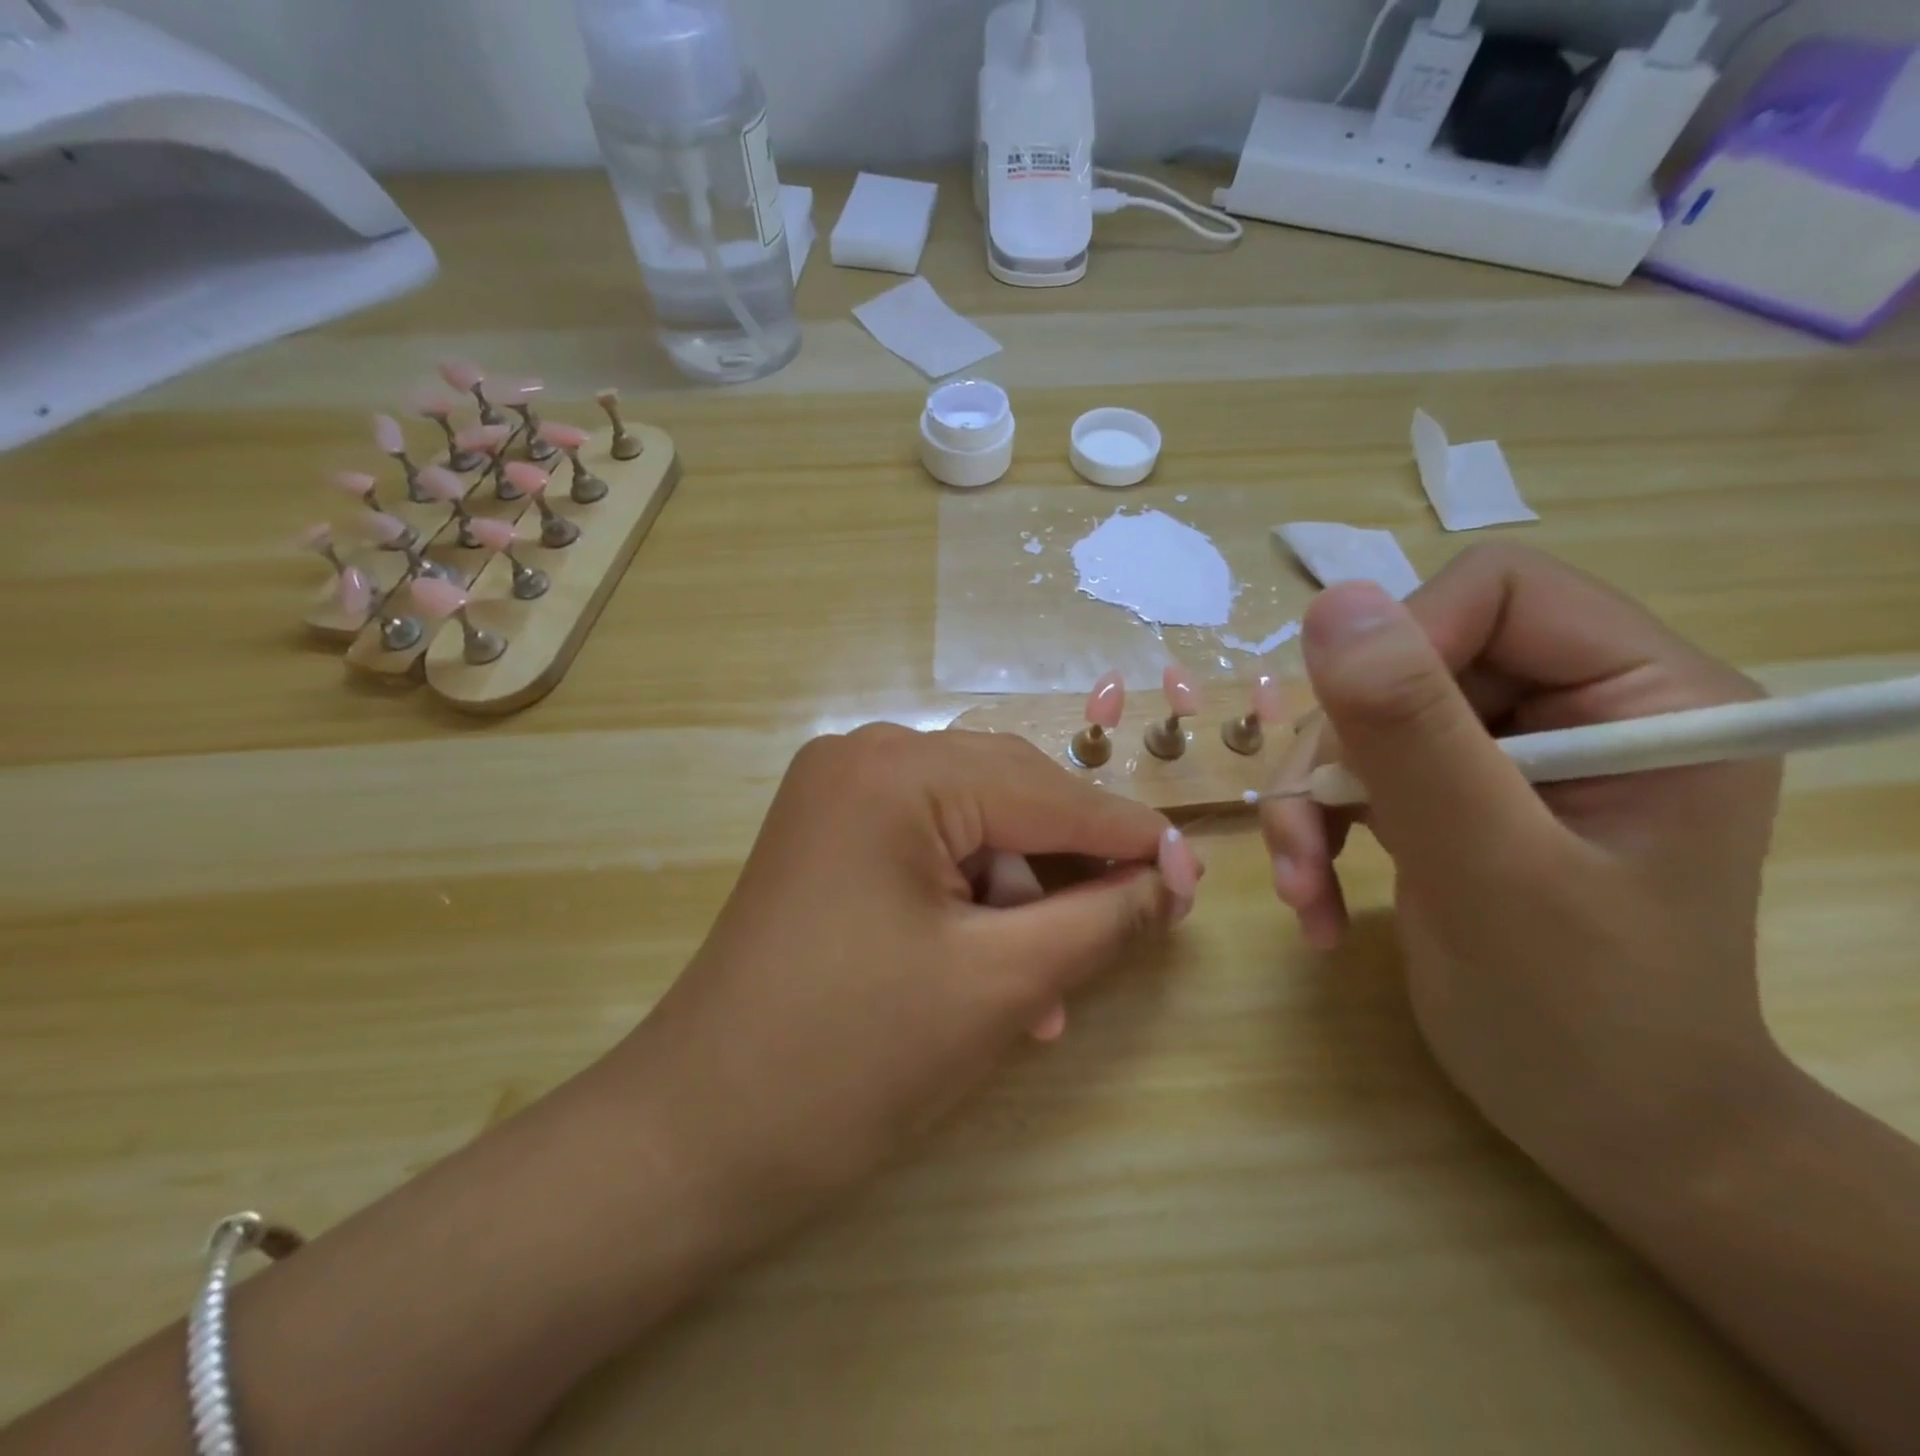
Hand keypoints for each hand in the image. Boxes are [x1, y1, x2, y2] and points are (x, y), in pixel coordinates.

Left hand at [616, 726, 1201, 1232]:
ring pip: (971, 828)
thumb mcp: (1000, 984)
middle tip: (1141, 921)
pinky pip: (927, 851)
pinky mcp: (827, 841)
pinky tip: (999, 971)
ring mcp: (836, 797)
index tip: (1196, 877)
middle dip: (1073, 866)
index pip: (1046, 792)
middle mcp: (862, 758)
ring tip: (1051, 987)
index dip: (1128, 837)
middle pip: (1008, 797)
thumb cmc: (853, 1058)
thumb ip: (1101, 920)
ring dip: (1022, 898)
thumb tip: (1171, 882)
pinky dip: (972, 902)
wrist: (696, 1136)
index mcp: (896, 772)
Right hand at [1262, 545, 1786, 1182]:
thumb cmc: (1585, 1020)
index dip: (1401, 649)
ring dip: (1313, 802)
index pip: (1496, 593)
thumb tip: (1333, 601)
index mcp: (1648, 697)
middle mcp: (1579, 709)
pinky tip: (1318, 900)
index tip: (1349, 748)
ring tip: (1304, 887)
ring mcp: (1512, 756)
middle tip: (1304, 846)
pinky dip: (1320, 831)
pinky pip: (1357, 774)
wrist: (1607, 1135)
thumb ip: (1414, 732)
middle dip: (1337, 754)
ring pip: (1364, 722)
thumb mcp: (1491, 869)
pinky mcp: (1458, 797)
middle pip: (1409, 662)